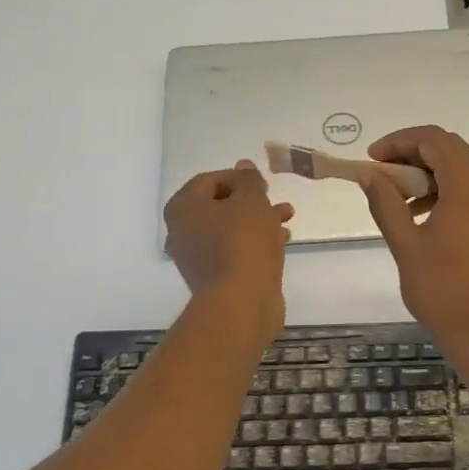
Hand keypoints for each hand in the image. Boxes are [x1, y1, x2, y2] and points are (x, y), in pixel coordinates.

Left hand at [163, 160, 292, 340]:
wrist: (241, 302)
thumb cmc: (244, 243)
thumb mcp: (252, 201)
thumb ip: (249, 180)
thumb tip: (243, 167)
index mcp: (183, 207)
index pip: (210, 180)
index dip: (239, 178)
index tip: (264, 185)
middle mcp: (182, 231)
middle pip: (219, 205)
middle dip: (252, 201)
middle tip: (276, 202)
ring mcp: (195, 257)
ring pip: (229, 229)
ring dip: (258, 221)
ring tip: (286, 220)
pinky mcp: (213, 277)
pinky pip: (233, 250)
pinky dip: (254, 243)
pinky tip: (281, 242)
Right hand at [358, 126, 468, 358]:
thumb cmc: (442, 289)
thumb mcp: (405, 244)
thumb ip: (385, 202)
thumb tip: (369, 174)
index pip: (433, 140)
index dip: (399, 141)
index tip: (371, 158)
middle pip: (449, 148)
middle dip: (411, 153)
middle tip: (380, 173)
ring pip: (459, 167)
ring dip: (426, 172)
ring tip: (395, 196)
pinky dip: (442, 189)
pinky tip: (418, 214)